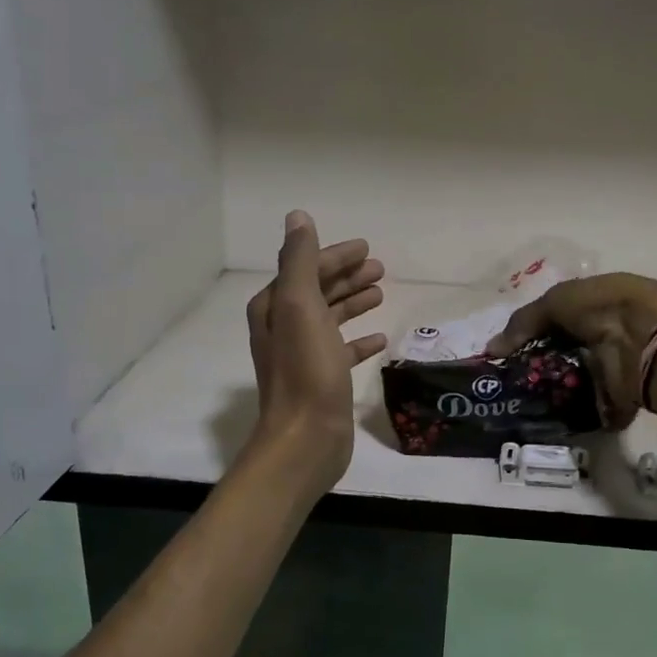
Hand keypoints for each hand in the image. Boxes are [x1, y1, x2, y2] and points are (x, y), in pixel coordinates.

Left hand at [246, 211, 387, 490]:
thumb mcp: (301, 307)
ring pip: (330, 319)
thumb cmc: (306, 370)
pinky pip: (341, 351)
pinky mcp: (321, 380)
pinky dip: (358, 340)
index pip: (306, 268)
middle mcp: (283, 328)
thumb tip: (298, 217)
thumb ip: (299, 260)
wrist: (306, 438)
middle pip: (317, 291)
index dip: (335, 256)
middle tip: (380, 268)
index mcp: (275, 307)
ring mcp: (302, 355)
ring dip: (353, 303)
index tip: (367, 249)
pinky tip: (379, 339)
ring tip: (381, 294)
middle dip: (346, 276)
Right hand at [485, 273, 656, 429]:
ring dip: (553, 392)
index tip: (509, 354)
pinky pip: (589, 409)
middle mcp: (606, 335)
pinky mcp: (617, 397)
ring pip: (575, 382)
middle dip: (541, 366)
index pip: (559, 321)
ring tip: (522, 403)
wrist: (647, 338)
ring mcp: (613, 368)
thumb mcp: (555, 301)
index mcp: (597, 305)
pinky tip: (545, 418)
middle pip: (565, 353)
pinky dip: (572, 416)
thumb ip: (522, 323)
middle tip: (512, 382)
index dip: (535, 334)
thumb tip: (491, 349)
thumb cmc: (602, 307)